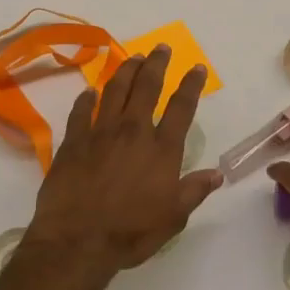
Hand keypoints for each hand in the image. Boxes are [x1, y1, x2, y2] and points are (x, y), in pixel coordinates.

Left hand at [24, 46, 222, 277]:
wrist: (77, 241)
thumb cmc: (130, 233)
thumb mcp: (173, 218)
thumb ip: (194, 191)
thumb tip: (217, 174)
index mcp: (161, 149)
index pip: (181, 107)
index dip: (190, 84)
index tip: (196, 67)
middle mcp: (132, 131)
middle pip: (146, 87)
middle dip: (156, 64)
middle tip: (160, 48)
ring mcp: (100, 133)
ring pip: (114, 91)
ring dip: (125, 71)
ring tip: (133, 58)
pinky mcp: (73, 142)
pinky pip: (80, 111)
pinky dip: (86, 99)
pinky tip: (89, 92)